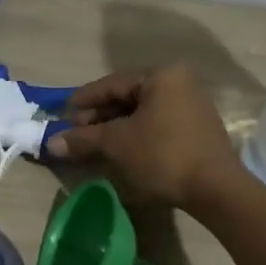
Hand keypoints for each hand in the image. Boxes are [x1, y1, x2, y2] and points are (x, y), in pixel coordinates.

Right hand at [48, 64, 243, 208]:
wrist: (215, 188)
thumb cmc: (163, 155)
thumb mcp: (117, 144)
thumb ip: (83, 139)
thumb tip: (51, 143)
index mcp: (161, 76)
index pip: (112, 84)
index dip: (84, 100)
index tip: (63, 113)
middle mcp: (179, 82)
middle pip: (128, 96)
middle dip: (99, 116)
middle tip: (77, 133)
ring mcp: (191, 105)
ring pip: (142, 112)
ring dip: (116, 127)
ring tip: (94, 143)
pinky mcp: (197, 128)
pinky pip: (157, 123)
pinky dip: (136, 134)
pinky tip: (121, 149)